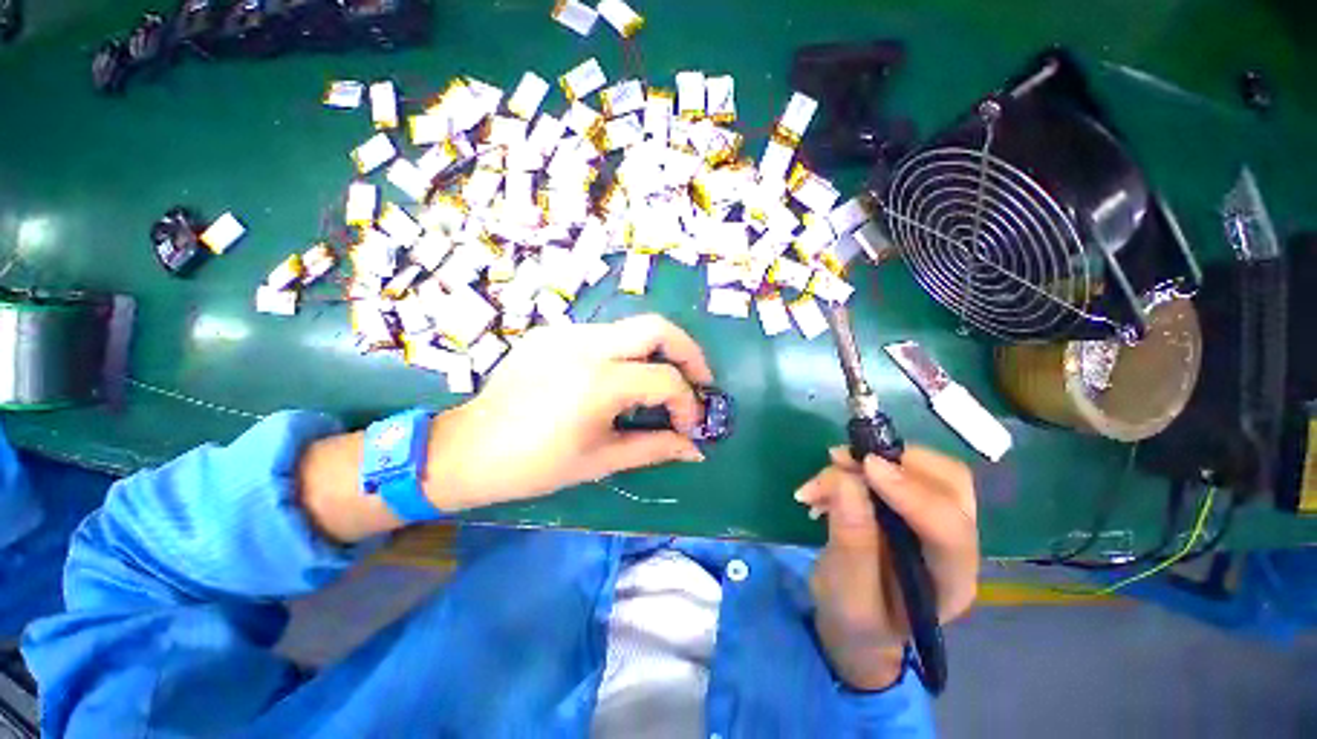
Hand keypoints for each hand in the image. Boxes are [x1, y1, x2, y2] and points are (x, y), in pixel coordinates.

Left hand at [424, 314, 713, 511]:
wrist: (468, 448)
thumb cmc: (535, 465)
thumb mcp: (601, 459)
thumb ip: (656, 448)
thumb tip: (696, 449)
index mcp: (598, 383)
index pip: (666, 380)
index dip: (688, 403)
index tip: (691, 426)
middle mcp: (586, 346)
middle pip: (658, 328)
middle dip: (689, 353)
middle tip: (699, 380)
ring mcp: (567, 333)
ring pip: (633, 327)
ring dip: (659, 351)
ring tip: (663, 382)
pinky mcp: (553, 333)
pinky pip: (606, 334)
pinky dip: (628, 352)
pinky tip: (621, 378)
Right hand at [795, 446, 978, 689]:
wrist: (858, 619)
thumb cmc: (854, 618)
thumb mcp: (846, 595)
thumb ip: (851, 543)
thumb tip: (846, 481)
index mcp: (951, 582)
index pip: (950, 529)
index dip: (911, 492)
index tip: (865, 467)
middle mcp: (958, 545)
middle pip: (951, 485)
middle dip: (896, 462)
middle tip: (843, 460)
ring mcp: (940, 519)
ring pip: (927, 468)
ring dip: (875, 458)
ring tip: (831, 467)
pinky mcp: (916, 502)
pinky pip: (900, 466)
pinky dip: (864, 463)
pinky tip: (833, 476)